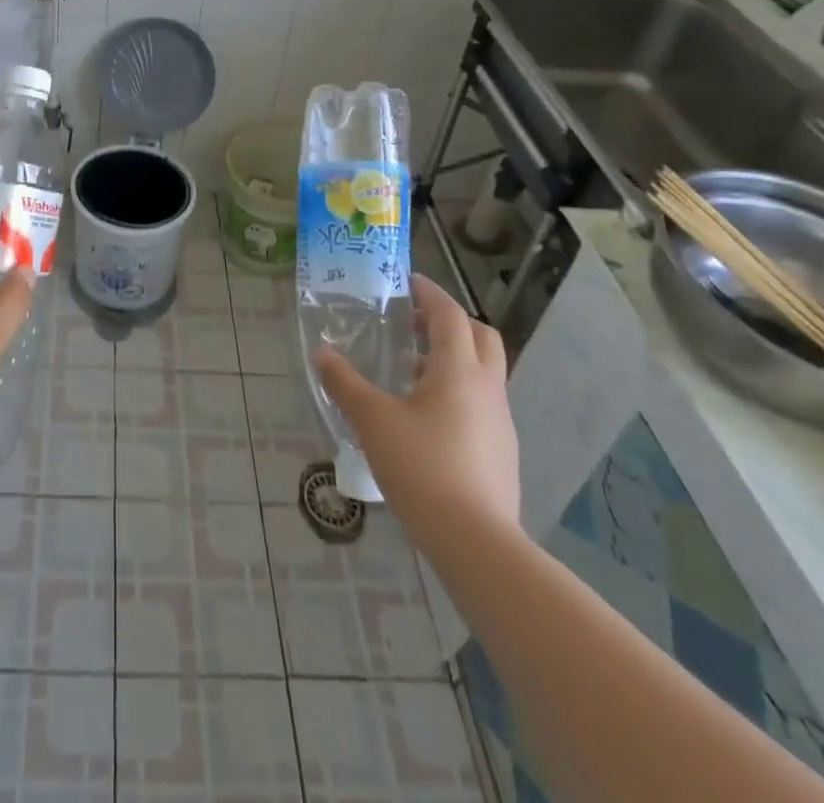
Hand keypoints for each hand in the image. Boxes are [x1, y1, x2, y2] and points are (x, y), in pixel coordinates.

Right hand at [314, 274, 519, 537]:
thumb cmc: (422, 467)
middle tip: (415, 322)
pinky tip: (427, 417)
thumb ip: (345, 384)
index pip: (450, 315)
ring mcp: (500, 421)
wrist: (477, 542)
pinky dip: (458, 391)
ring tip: (411, 370)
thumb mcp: (373, 421)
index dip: (430, 293)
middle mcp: (487, 388)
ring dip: (453, 358)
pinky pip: (482, 402)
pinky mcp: (502, 451)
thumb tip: (321, 354)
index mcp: (458, 370)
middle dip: (451, 322)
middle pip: (480, 336)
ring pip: (483, 371)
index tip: (408, 282)